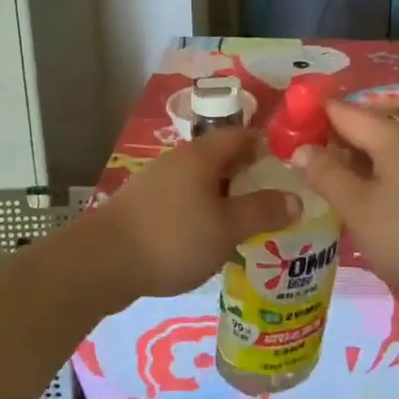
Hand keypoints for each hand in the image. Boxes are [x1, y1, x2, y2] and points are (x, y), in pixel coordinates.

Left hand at [96, 128, 299, 299]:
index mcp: (202, 155)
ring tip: (247, 226)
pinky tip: (210, 240)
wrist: (101, 263)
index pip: (243, 135)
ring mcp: (158, 182)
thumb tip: (297, 199)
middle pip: (223, 159)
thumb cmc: (173, 238)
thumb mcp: (227, 228)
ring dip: (226, 199)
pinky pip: (185, 200)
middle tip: (274, 204)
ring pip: (203, 182)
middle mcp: (180, 160)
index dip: (269, 148)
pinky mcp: (144, 205)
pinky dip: (203, 213)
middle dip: (250, 178)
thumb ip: (263, 212)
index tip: (290, 171)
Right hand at [296, 101, 398, 301]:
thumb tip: (300, 149)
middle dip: (331, 143)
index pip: (341, 110)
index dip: (310, 116)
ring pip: (383, 151)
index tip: (284, 135)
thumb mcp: (360, 209)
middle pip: (364, 129)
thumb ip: (327, 176)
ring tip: (329, 189)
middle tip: (301, 168)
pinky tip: (370, 205)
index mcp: (391, 136)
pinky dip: (378, 178)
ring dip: (355, 164)